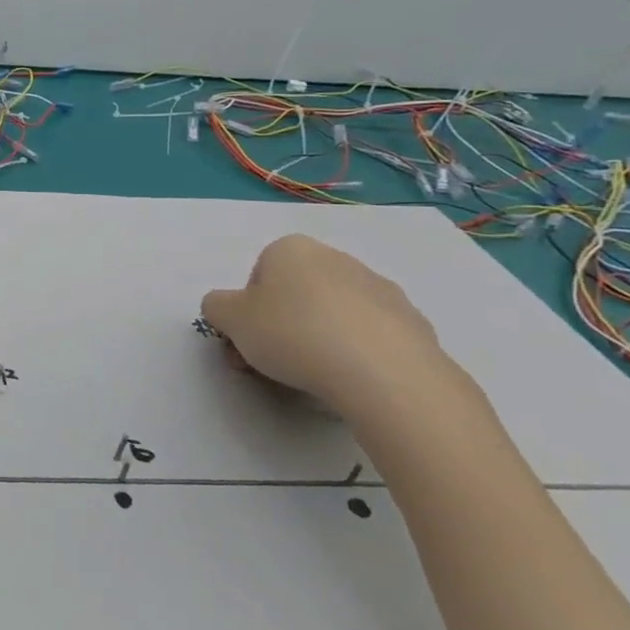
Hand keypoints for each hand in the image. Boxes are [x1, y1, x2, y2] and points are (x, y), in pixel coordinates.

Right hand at [200, 234, 465, 426]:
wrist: (383, 374)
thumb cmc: (292, 334)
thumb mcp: (229, 318)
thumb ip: (217, 306)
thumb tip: (227, 308)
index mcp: (291, 249)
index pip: (258, 276)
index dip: (248, 311)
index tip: (248, 341)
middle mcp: (336, 259)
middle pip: (296, 294)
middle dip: (281, 325)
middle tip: (272, 364)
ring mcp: (380, 289)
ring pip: (333, 314)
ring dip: (318, 338)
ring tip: (313, 377)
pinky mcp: (413, 323)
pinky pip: (369, 336)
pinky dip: (356, 353)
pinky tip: (351, 379)